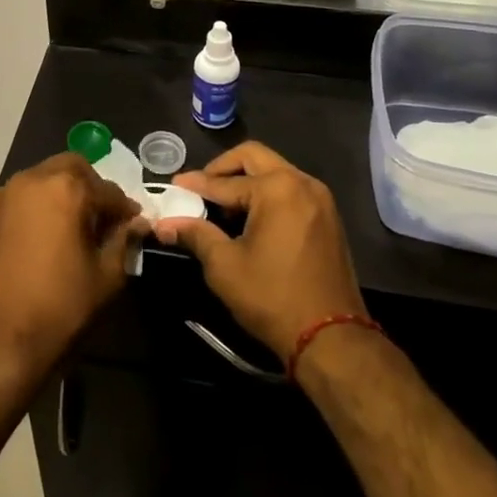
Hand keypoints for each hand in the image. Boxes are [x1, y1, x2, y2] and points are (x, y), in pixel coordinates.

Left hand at [0, 153, 148, 391]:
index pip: (107, 189)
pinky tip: (50, 236)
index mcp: (65, 188)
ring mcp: (6, 194)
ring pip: (45, 178)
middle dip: (93, 188)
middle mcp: (33, 179)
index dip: (125, 209)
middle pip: (72, 168)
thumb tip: (136, 224)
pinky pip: (24, 196)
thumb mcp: (105, 277)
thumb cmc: (58, 308)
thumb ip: (123, 241)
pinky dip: (42, 204)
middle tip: (104, 219)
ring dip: (65, 193)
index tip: (134, 225)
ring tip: (77, 228)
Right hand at [153, 142, 366, 362]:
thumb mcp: (225, 266)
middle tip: (200, 188)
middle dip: (223, 169)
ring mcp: (320, 199)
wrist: (332, 339)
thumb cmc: (273, 298)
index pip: (225, 181)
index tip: (173, 186)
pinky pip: (290, 190)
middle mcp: (302, 182)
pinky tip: (250, 219)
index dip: (196, 185)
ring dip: (246, 180)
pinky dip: (267, 194)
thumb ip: (195, 235)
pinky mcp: (328, 218)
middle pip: (254, 158)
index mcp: (276, 188)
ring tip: (222, 206)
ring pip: (275, 171)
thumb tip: (164, 225)